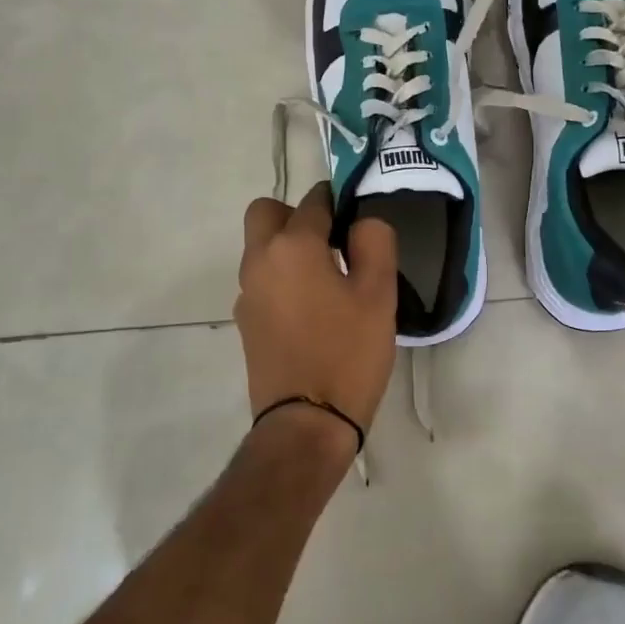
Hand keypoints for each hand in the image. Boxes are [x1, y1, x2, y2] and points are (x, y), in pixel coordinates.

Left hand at [236, 184, 398, 441]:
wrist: (306, 422)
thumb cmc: (348, 352)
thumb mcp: (378, 293)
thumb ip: (374, 242)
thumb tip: (362, 222)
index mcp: (293, 246)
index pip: (315, 201)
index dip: (339, 201)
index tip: (358, 217)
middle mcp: (259, 260)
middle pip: (267, 213)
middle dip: (297, 215)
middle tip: (332, 241)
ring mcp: (247, 293)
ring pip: (261, 248)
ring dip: (288, 248)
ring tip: (328, 279)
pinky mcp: (245, 322)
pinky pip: (262, 280)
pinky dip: (281, 278)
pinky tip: (311, 309)